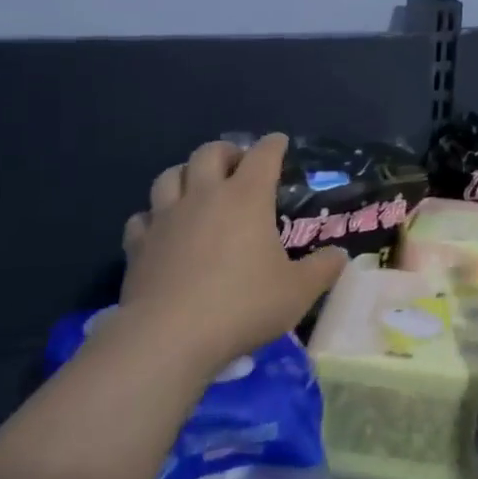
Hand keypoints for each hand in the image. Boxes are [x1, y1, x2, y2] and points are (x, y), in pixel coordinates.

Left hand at [111, 134, 347, 377]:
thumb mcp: (297, 292)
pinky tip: (161, 229)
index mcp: (247, 199)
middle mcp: (204, 197)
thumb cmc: (243, 306)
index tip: (279, 142)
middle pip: (209, 153)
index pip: (263, 156)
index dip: (273, 145)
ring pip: (169, 176)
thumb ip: (322, 269)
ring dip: (185, 174)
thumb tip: (340, 255)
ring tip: (196, 187)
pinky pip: (143, 217)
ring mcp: (166, 218)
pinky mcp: (138, 244)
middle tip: (237, 164)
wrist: (171, 335)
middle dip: (226, 151)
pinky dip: (154, 216)